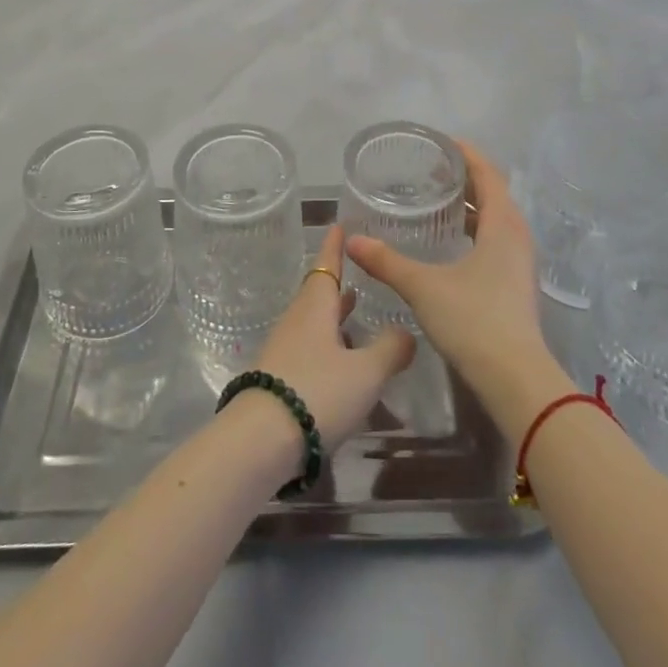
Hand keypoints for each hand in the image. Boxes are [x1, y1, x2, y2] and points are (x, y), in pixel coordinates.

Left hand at [249, 225, 416, 449]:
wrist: (260, 441)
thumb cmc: (317, 392)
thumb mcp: (365, 372)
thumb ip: (390, 350)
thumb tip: (407, 332)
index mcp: (316, 307)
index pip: (327, 266)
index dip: (335, 247)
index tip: (338, 225)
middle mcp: (297, 321)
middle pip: (318, 294)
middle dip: (338, 283)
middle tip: (356, 272)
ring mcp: (284, 350)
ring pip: (313, 323)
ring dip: (334, 316)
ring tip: (355, 312)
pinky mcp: (279, 378)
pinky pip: (309, 349)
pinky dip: (328, 345)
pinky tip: (342, 362)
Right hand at [346, 141, 569, 436]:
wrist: (516, 380)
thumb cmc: (474, 320)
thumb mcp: (424, 287)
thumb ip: (388, 262)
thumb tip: (353, 240)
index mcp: (503, 225)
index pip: (488, 174)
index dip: (467, 154)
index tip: (442, 142)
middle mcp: (517, 236)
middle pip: (494, 194)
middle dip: (465, 179)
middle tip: (431, 172)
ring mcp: (520, 262)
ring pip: (496, 220)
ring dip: (471, 207)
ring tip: (438, 202)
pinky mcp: (516, 284)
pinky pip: (496, 241)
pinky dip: (476, 230)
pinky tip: (451, 244)